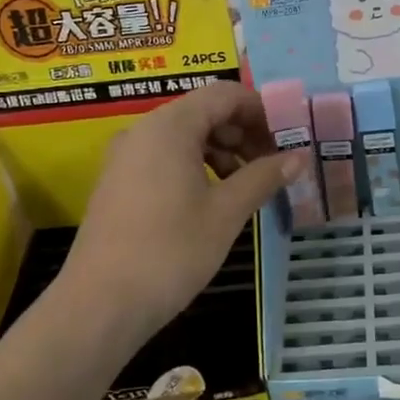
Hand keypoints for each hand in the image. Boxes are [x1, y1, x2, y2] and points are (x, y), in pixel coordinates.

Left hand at [60, 82, 306, 337]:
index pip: (224, 94)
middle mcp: (144, 130)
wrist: (100, 305)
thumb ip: (263, 177)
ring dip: (222, 151)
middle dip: (243, 132)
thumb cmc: (170, 251)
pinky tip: (214, 198)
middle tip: (274, 164)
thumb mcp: (226, 212)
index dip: (261, 110)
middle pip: (204, 111)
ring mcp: (126, 156)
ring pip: (184, 136)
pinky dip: (196, 166)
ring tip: (248, 184)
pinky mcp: (118, 182)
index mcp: (170, 126)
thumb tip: (299, 157)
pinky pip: (164, 157)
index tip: (288, 138)